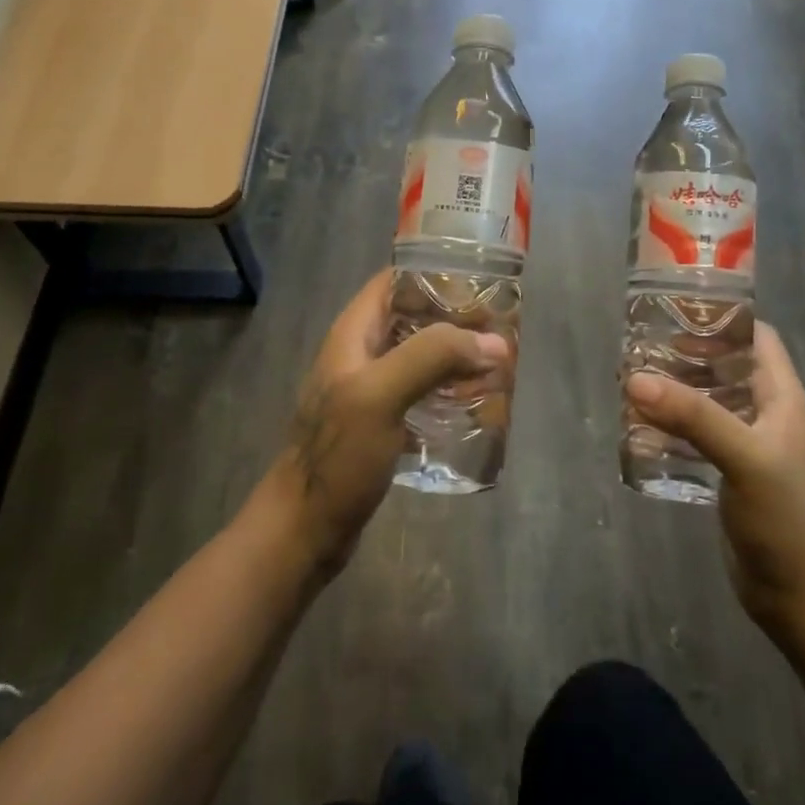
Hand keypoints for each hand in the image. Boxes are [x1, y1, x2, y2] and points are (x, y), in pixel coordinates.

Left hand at [262, 271, 509, 578]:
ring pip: (420, 355)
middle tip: (500, 328)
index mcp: (354, 333)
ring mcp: (370, 390)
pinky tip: (475, 403)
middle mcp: (361, 353)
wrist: (303, 531)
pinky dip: (447, 390)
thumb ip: (432, 357)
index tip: (481, 282)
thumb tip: (493, 342)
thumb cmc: (337, 457)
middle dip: (455, 318)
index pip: (395, 280)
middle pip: (413, 317)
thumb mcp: (381, 395)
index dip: (435, 273)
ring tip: (497, 362)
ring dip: (455, 355)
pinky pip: (420, 392)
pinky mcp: (381, 423)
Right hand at [627, 324, 804, 643]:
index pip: (757, 337)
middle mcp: (764, 413)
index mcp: (781, 397)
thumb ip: (694, 416)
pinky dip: (670, 424)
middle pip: (725, 365)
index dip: (723, 318)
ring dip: (674, 389)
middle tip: (640, 346)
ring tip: (631, 380)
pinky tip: (639, 426)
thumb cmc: (783, 519)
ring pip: (706, 399)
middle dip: (686, 353)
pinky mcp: (727, 471)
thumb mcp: (743, 458)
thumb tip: (635, 379)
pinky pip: (696, 433)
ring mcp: (746, 444)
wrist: (796, 597)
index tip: (677, 309)